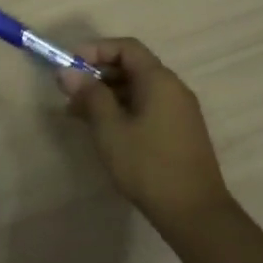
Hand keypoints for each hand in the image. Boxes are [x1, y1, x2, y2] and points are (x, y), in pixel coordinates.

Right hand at [57, 39, 228, 227]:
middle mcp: (173, 89)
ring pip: (137, 89)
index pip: (126, 48)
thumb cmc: (148, 165)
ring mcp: (179, 112)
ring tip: (78, 113)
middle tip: (70, 91)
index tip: (71, 64)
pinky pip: (146, 107)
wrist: (195, 214)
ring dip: (107, 94)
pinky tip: (103, 130)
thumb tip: (67, 71)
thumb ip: (89, 95)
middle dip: (98, 74)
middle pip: (132, 67)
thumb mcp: (110, 128)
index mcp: (159, 81)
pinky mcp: (179, 132)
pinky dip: (122, 109)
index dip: (96, 50)